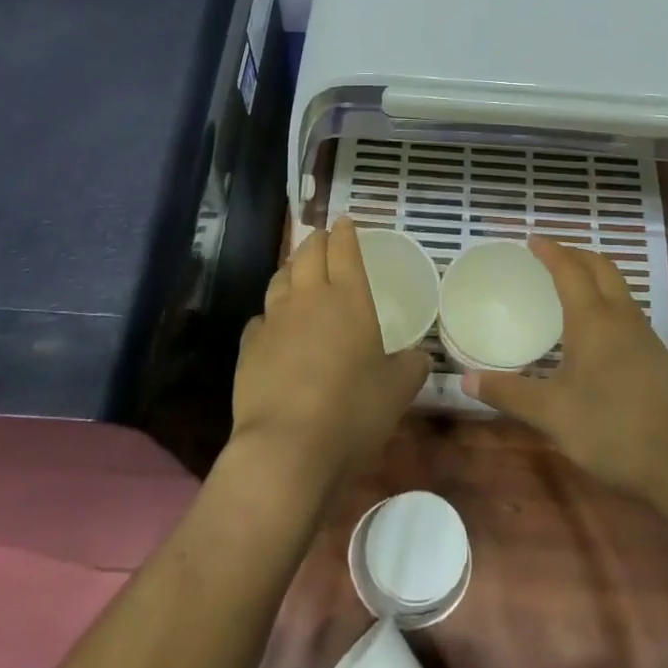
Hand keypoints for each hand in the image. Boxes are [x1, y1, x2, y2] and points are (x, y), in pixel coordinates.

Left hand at [229, 217, 430, 493]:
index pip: (345, 251)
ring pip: (280, 279)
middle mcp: (310, 299)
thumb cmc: (353, 411)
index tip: (344, 221)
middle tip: (321, 237)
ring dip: (290, 268)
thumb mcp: (399, 390)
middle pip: (307, 254)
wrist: (287, 447)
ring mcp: (274, 321)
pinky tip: (274, 324)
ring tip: (296, 269)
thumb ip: (412, 366)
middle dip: (316, 240)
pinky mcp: (248, 347)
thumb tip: (418, 357)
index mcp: (350, 299)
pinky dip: (270, 313)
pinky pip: (261, 318)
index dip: (345, 233)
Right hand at [460, 237, 667, 501]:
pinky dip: (608, 303)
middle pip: (602, 268)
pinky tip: (597, 333)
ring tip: (571, 288)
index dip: (551, 251)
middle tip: (551, 256)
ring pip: (620, 290)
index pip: (570, 270)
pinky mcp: (659, 358)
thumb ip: (508, 393)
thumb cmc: (609, 429)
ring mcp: (646, 337)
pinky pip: (629, 314)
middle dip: (576, 254)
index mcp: (593, 320)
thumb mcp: (550, 414)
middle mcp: (623, 318)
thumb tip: (465, 380)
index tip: (532, 240)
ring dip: (595, 277)